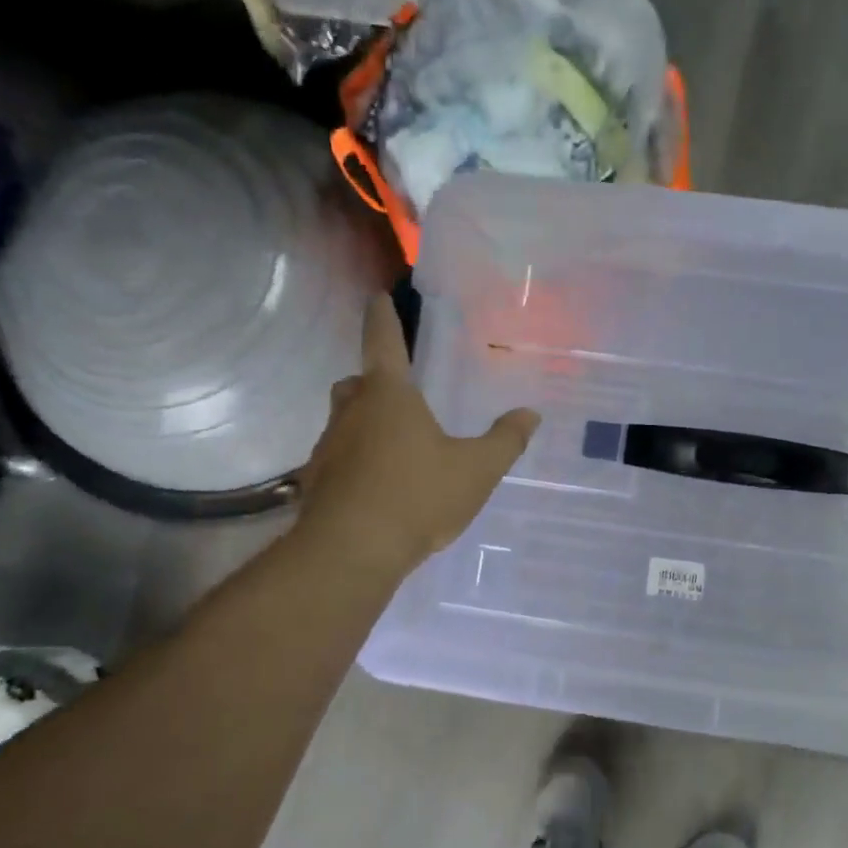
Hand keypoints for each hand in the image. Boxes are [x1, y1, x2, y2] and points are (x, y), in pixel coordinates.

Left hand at [294, 293, 539, 578]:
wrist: (352, 551)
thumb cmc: (418, 496)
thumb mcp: (477, 470)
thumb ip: (506, 440)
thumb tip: (531, 414)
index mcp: (390, 396)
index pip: (383, 342)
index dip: (383, 317)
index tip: (377, 297)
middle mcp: (351, 412)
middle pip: (357, 383)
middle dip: (374, 381)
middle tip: (400, 395)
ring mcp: (328, 447)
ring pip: (344, 421)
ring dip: (364, 424)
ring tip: (395, 448)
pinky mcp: (316, 482)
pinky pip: (338, 459)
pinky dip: (356, 462)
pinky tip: (378, 487)